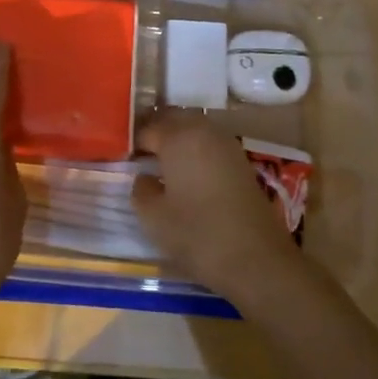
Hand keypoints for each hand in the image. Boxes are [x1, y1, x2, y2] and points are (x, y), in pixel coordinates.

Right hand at [132, 110, 305, 305]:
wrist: (256, 259)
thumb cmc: (197, 235)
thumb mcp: (153, 218)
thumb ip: (141, 190)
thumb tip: (145, 177)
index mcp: (179, 137)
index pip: (147, 129)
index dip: (131, 143)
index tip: (121, 158)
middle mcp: (204, 131)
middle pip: (174, 120)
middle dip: (156, 131)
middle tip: (139, 154)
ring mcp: (227, 145)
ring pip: (195, 129)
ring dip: (177, 139)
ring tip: (162, 163)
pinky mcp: (242, 162)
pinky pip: (210, 144)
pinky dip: (196, 151)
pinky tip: (188, 173)